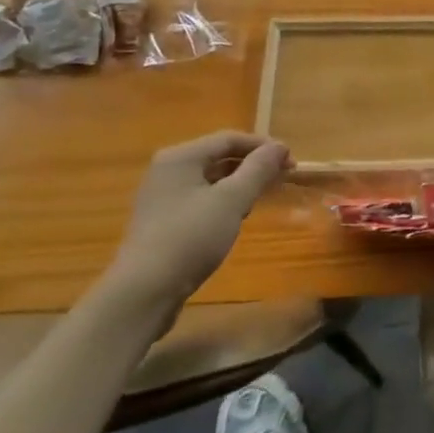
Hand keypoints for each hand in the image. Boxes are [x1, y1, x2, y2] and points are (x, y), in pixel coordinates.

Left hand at [104, 132, 292, 329]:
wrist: (142, 294)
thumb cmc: (190, 238)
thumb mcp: (232, 200)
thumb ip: (258, 169)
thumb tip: (280, 146)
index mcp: (181, 157)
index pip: (229, 138)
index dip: (263, 146)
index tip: (291, 161)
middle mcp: (167, 170)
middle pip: (219, 157)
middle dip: (252, 165)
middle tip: (282, 179)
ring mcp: (161, 197)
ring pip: (210, 180)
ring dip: (239, 184)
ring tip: (262, 198)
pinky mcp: (161, 222)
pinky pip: (199, 200)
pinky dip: (222, 202)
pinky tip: (235, 219)